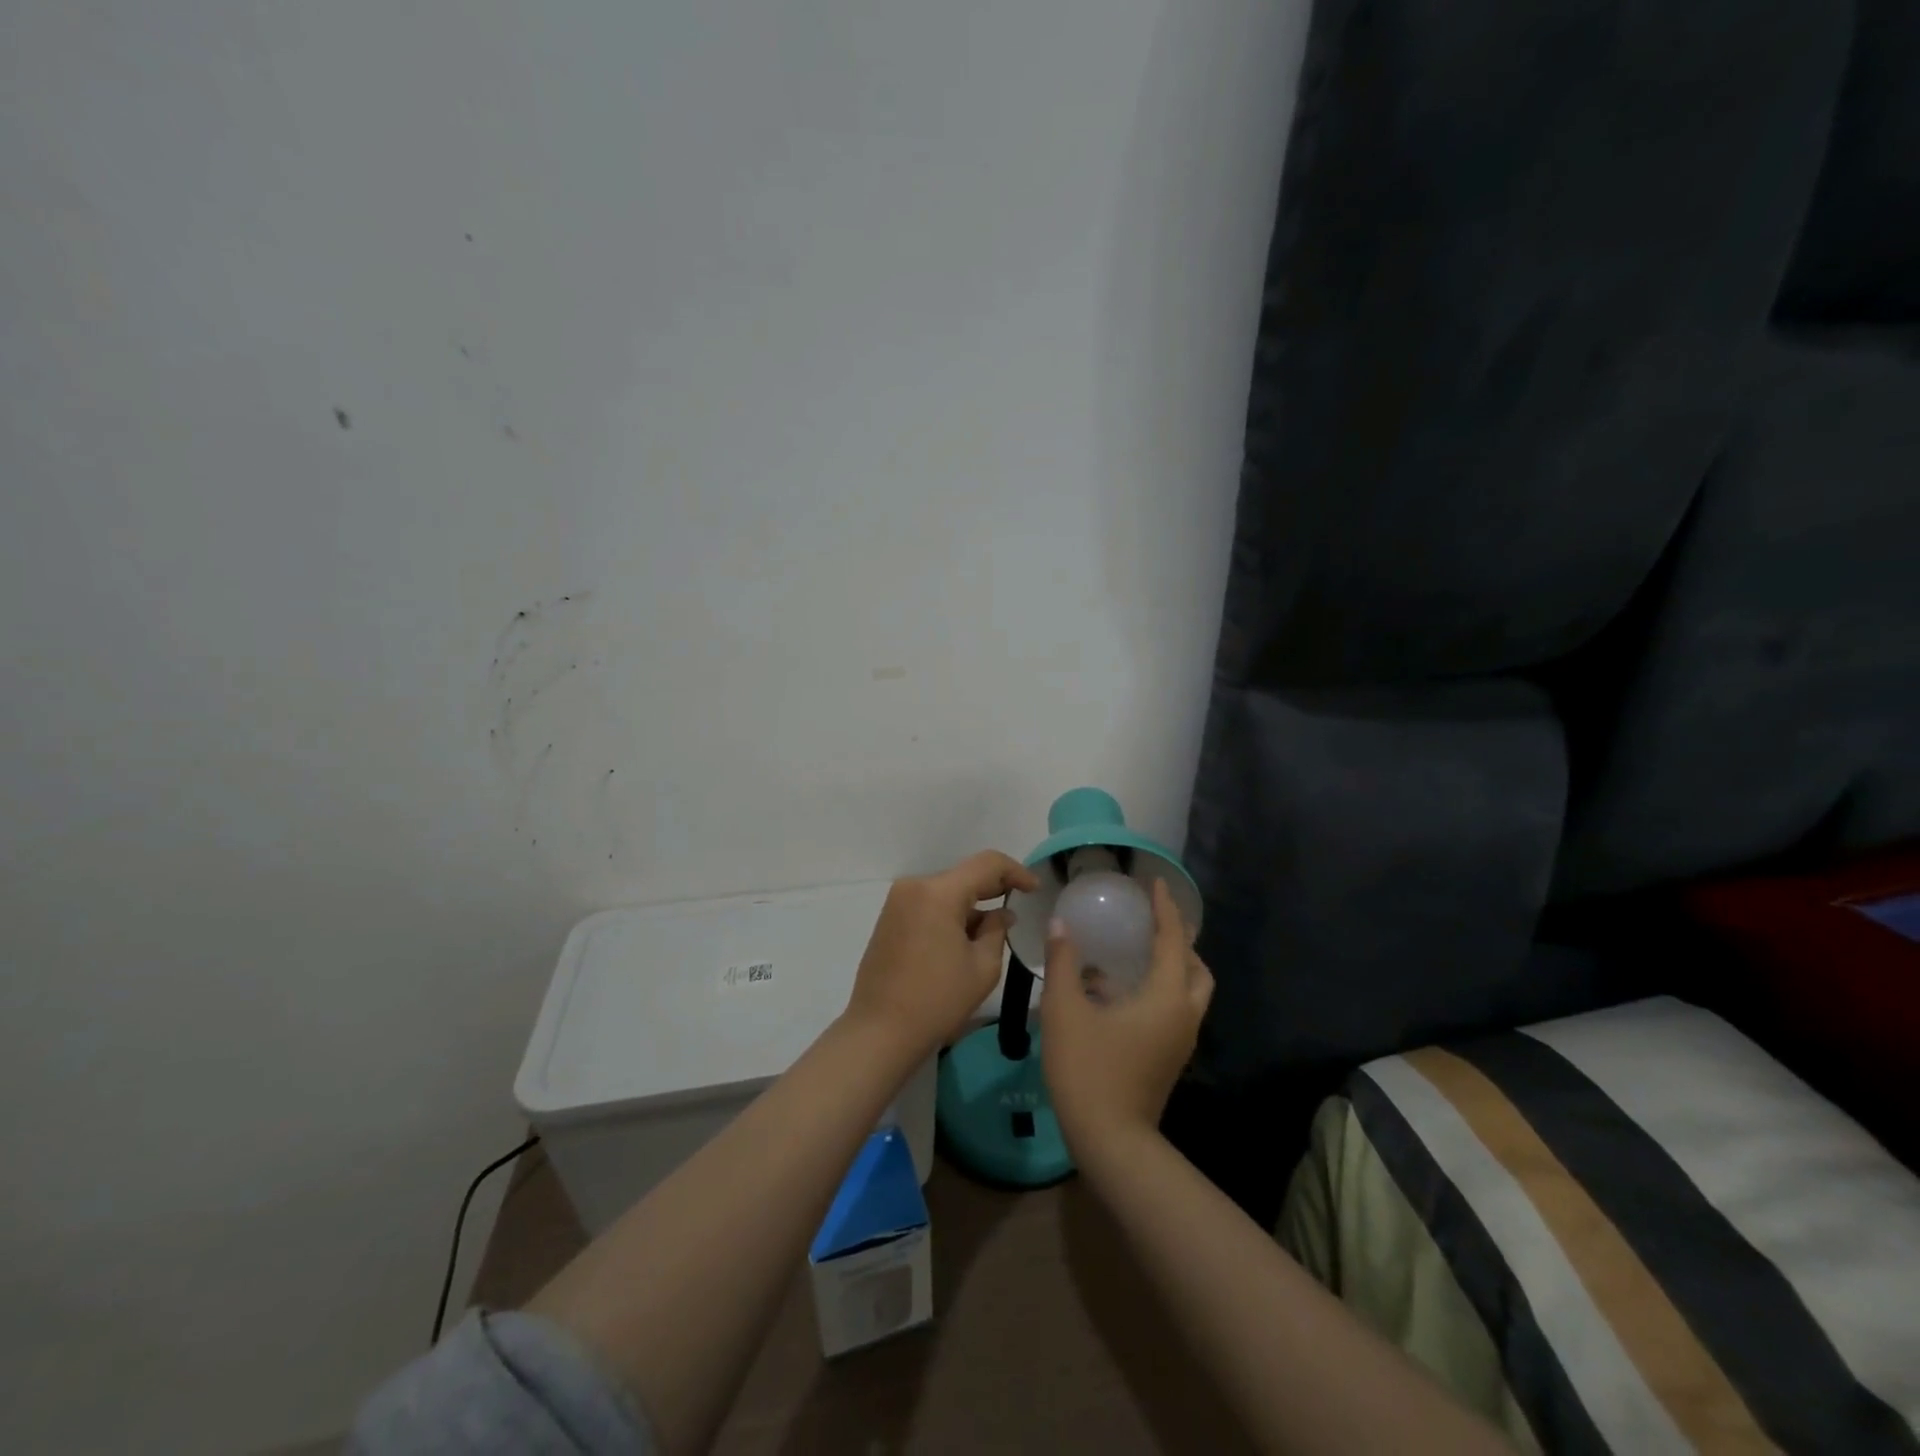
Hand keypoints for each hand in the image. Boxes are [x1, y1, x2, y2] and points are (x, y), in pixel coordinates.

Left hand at [845, 850, 1039, 1058]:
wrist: (880, 1031)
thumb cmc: (937, 1000)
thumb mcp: (982, 967)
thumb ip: (997, 930)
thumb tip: (1001, 914)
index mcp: (938, 893)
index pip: (987, 864)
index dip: (1016, 871)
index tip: (1035, 889)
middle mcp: (914, 886)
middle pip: (963, 876)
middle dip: (993, 888)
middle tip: (1019, 905)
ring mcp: (897, 901)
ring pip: (945, 890)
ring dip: (970, 903)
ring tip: (993, 929)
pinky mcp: (889, 918)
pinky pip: (928, 904)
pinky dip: (949, 913)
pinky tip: (964, 937)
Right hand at [1039, 878, 1213, 1157]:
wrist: (1110, 1141)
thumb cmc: (1088, 1069)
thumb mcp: (1065, 1010)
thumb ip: (1064, 962)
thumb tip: (1062, 925)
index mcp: (1166, 997)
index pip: (1173, 940)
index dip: (1166, 909)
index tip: (1156, 883)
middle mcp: (1183, 1015)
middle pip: (1195, 968)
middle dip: (1179, 940)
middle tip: (1152, 923)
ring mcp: (1180, 1041)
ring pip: (1188, 992)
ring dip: (1172, 967)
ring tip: (1137, 952)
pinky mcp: (1169, 1058)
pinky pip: (1175, 1010)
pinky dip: (1160, 990)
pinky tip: (1119, 992)